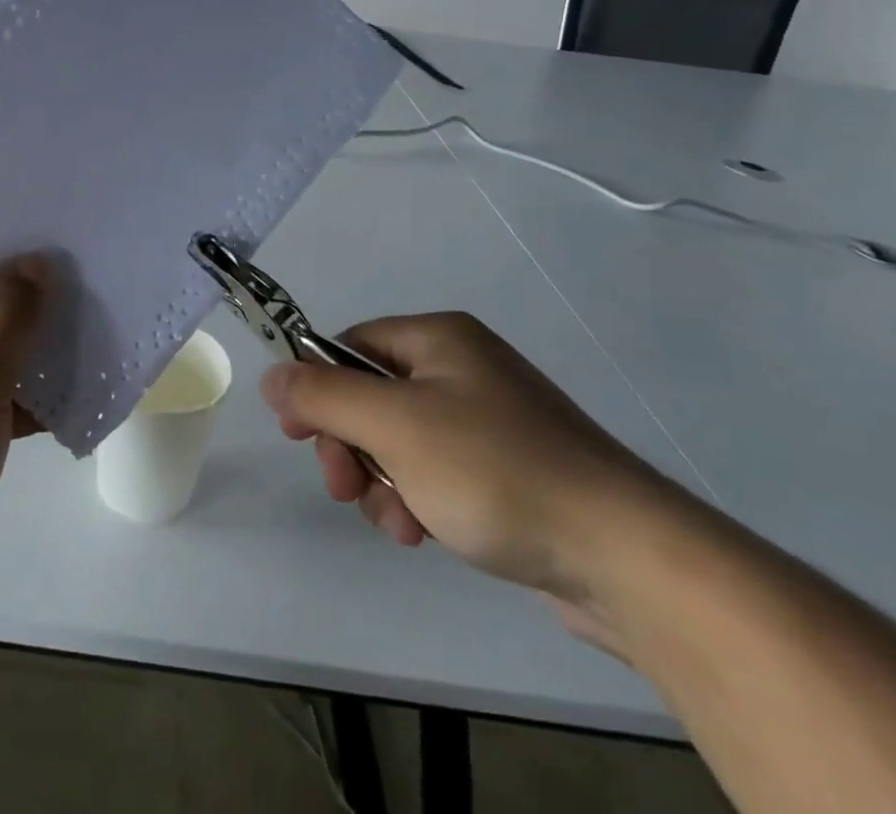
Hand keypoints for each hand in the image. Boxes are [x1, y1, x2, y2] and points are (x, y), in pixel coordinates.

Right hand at [259, 312, 673, 610]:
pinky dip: (419, 500)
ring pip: (399, 442)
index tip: (299, 436)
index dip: (317, 388)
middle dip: (351, 446)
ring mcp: (488, 421)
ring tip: (401, 523)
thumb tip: (271, 374)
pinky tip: (427, 534)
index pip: (349, 347)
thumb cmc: (495, 470)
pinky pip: (436, 473)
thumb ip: (323, 395)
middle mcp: (462, 368)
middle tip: (346, 488)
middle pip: (371, 397)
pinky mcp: (507, 471)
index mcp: (438, 339)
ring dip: (383, 482)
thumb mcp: (394, 425)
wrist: (625, 556)